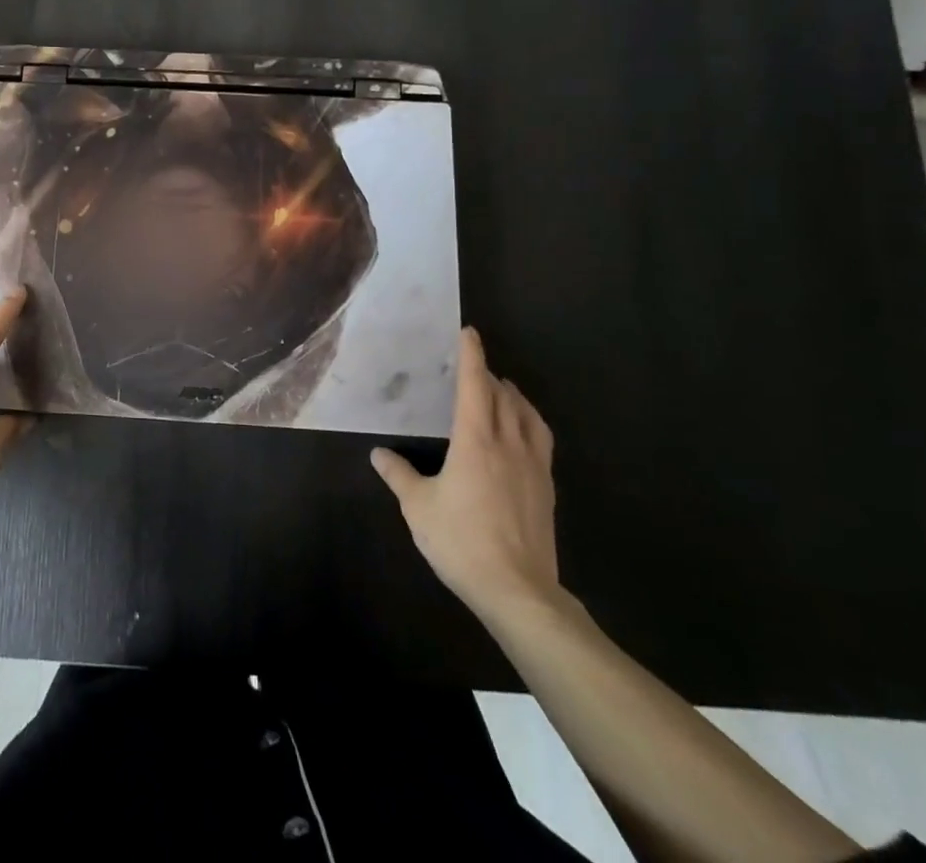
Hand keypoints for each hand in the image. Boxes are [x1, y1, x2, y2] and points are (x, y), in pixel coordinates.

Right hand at [370, 327, 560, 624]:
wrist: (519, 592)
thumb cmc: (461, 541)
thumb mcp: (418, 507)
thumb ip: (398, 475)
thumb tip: (378, 453)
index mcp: (476, 440)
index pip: (476, 386)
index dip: (472, 357)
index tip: (469, 333)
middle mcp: (509, 444)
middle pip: (504, 397)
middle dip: (490, 376)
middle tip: (475, 368)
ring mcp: (534, 467)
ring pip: (529, 417)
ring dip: (515, 398)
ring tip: (503, 393)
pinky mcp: (546, 490)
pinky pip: (540, 441)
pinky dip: (529, 424)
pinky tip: (520, 437)